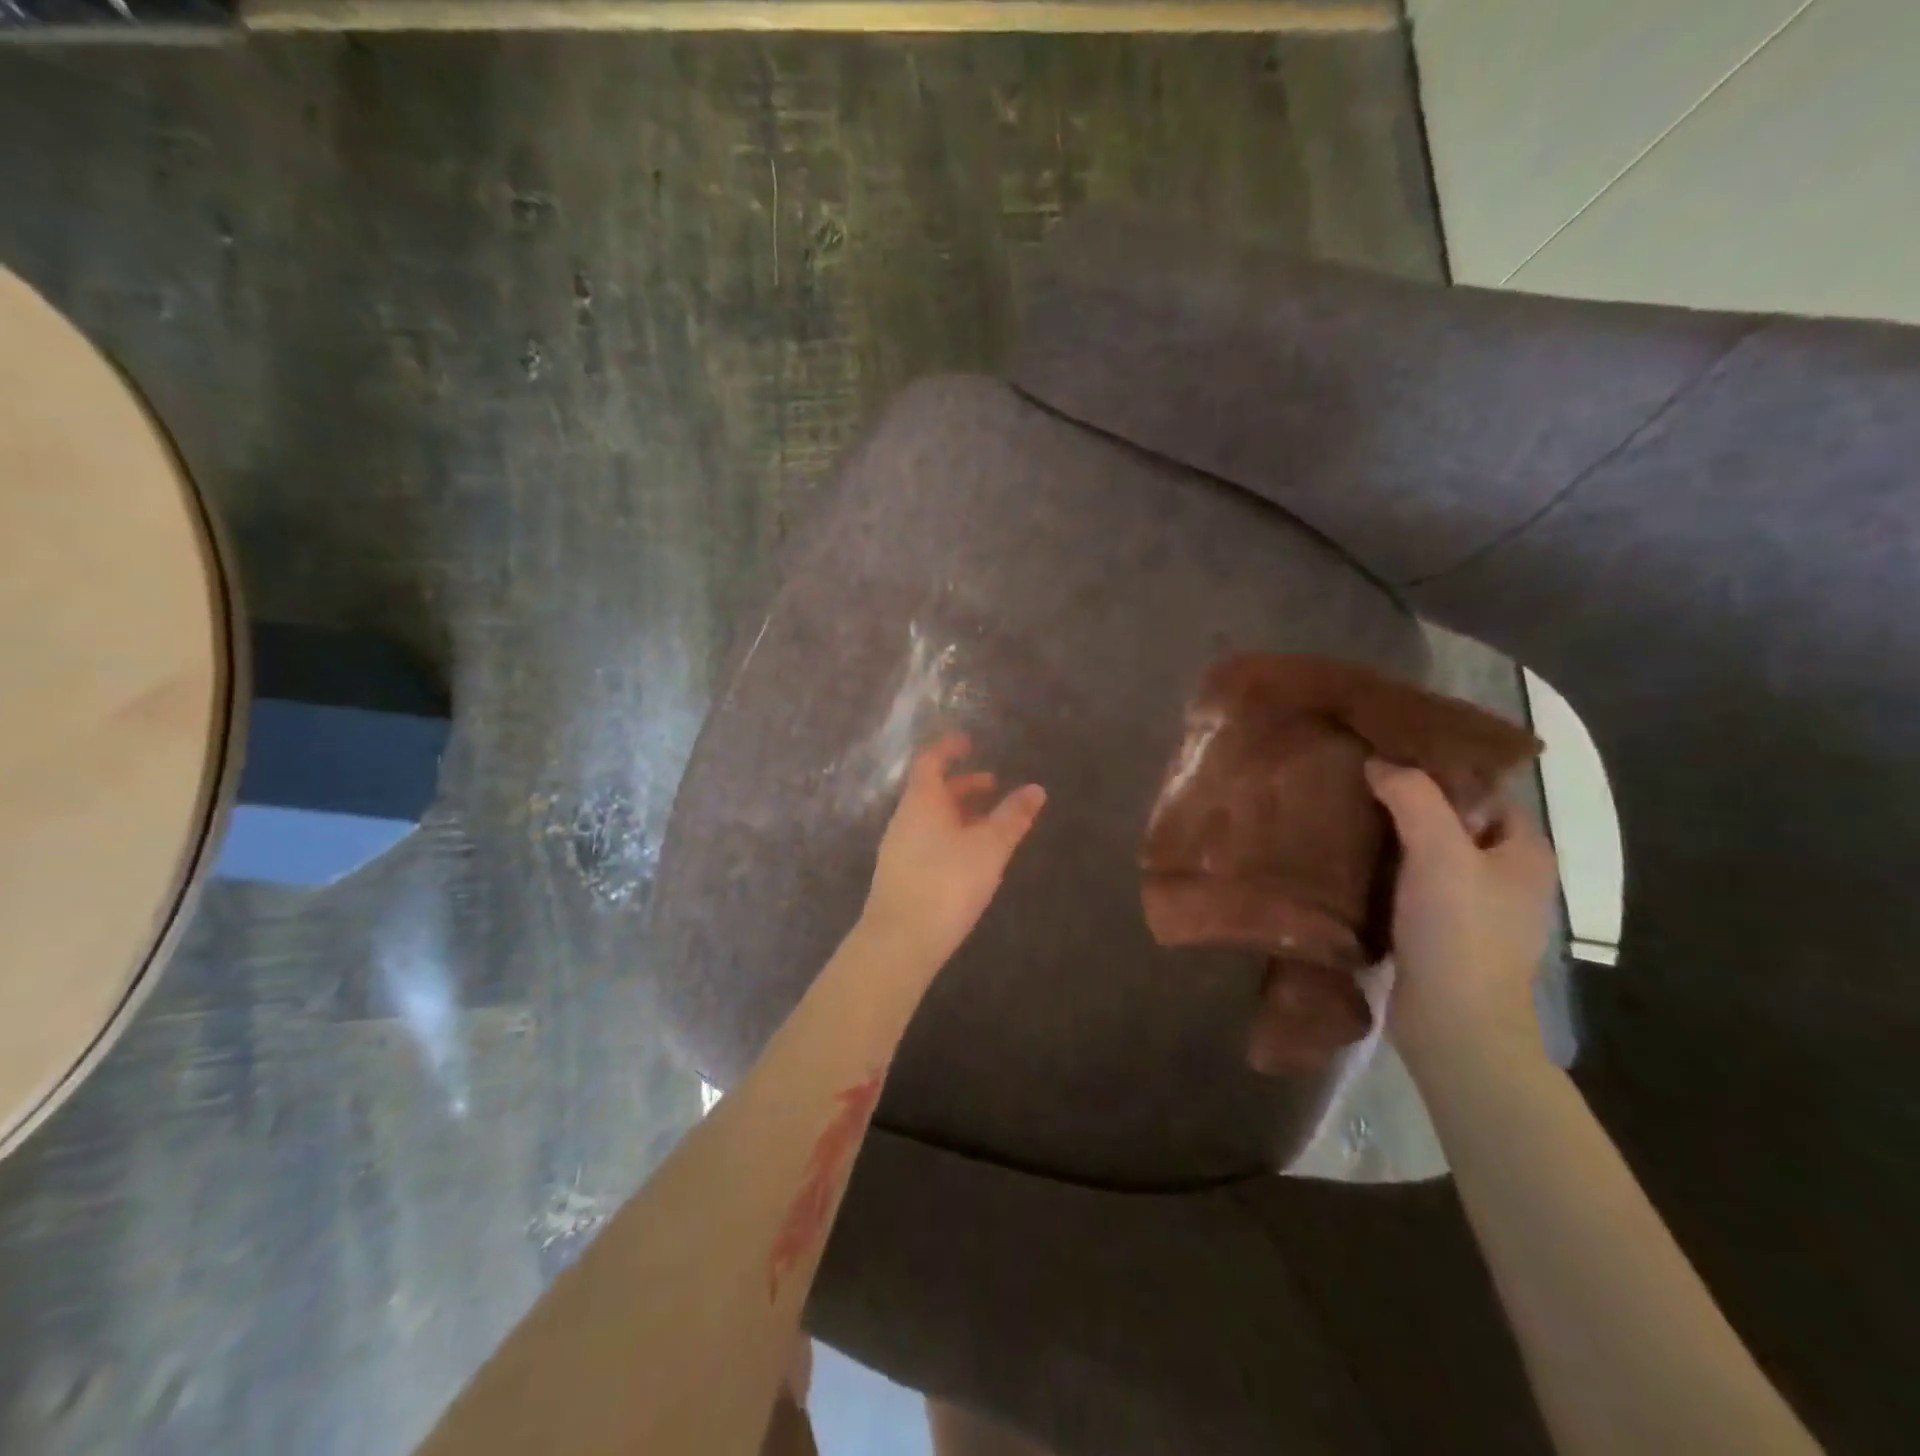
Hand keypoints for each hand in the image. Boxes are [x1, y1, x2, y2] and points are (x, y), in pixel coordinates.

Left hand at [861, 733, 1046, 968]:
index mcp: (921, 801)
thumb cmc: (947, 882)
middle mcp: (904, 818)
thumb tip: (1036, 789)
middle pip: (931, 790)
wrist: (900, 941)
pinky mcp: (900, 875)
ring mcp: (898, 848)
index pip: (930, 761)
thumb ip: (1012, 817)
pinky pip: (926, 840)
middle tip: (992, 785)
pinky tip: (970, 857)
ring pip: (930, 817)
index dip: (949, 748)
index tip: (970, 742)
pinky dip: (950, 835)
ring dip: (958, 812)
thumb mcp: (989, 847)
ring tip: (988, 823)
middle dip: (962, 784)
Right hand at [1365, 761, 1558, 1068]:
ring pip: (1431, 856)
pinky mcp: (1443, 935)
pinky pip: (1414, 887)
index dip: (1442, 772)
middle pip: (1456, 822)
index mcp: (1525, 851)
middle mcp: (1507, 877)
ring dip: (1395, 840)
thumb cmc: (1459, 929)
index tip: (1389, 757)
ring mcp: (1477, 910)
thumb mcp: (1439, 850)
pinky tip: (1354, 865)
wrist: (1454, 1022)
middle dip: (1412, 804)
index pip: (1485, 792)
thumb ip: (1412, 797)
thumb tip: (1378, 763)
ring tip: (1348, 818)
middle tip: (1360, 785)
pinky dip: (1388, 873)